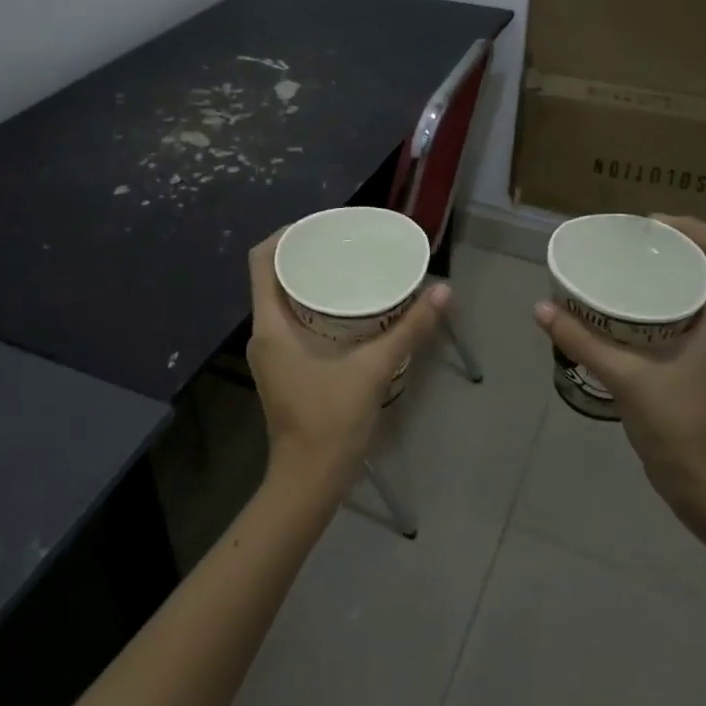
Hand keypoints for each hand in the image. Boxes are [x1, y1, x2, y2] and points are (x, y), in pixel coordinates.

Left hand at [245, 232, 449, 504]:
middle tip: (345, 242)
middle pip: (274, 275)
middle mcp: (263, 333)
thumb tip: (443, 290)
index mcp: (271, 326)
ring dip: (310, 280)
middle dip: (306, 253)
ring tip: (349, 266)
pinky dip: (314, 306)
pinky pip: (291, 321)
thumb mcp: (374, 369)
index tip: (322, 224)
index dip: (287, 233)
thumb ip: (409, 329)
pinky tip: (347, 308)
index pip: (263, 260)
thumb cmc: (331, 422)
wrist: (310, 481)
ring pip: (283, 300)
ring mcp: (271, 353)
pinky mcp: (284, 368)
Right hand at [534, 216, 705, 517]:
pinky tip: (618, 311)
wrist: (702, 482)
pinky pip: (678, 316)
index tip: (649, 226)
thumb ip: (583, 342)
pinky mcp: (693, 363)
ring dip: (662, 274)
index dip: (693, 228)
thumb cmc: (677, 425)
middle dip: (670, 247)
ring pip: (692, 291)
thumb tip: (541, 308)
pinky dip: (653, 303)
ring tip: (620, 267)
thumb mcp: (626, 378)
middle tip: (626, 243)